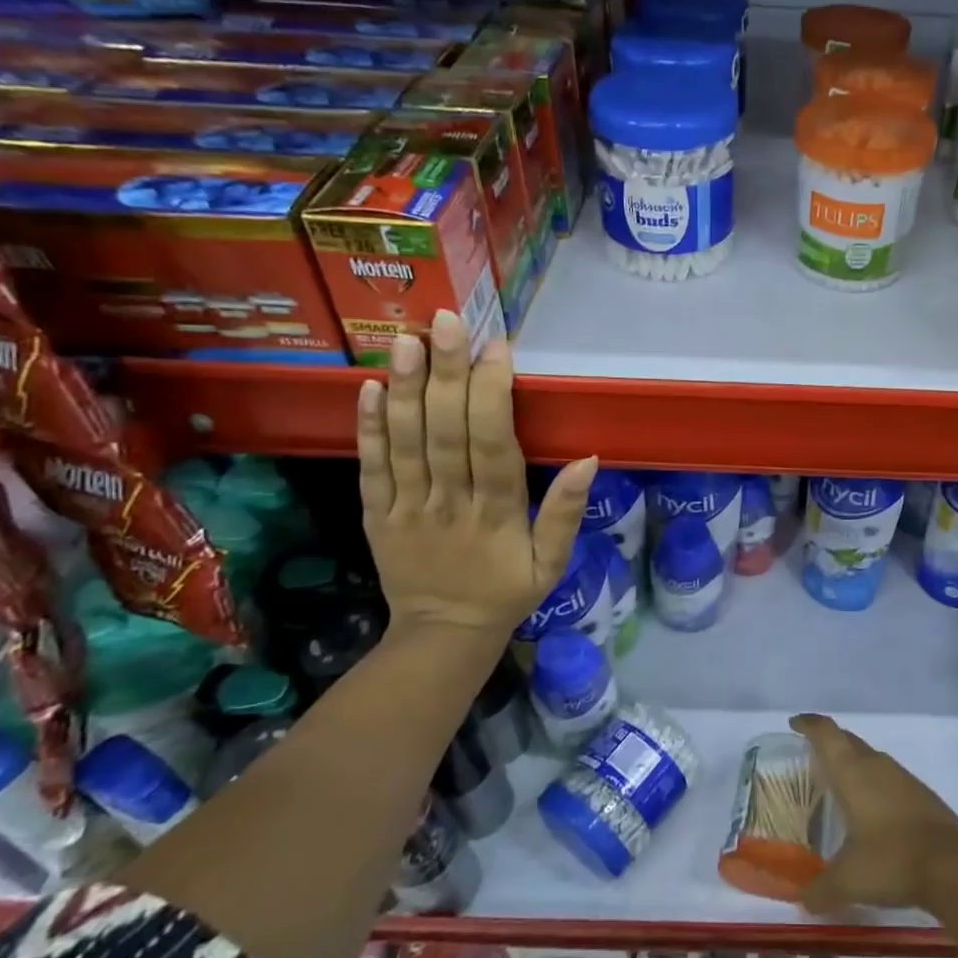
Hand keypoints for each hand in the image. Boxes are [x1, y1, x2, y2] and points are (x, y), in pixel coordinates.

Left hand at [357, 310, 595, 639]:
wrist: (443, 635)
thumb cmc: (507, 592)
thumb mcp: (553, 564)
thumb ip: (566, 513)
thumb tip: (589, 460)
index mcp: (497, 514)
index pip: (493, 444)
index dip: (492, 394)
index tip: (497, 347)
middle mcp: (450, 503)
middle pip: (446, 432)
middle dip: (447, 373)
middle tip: (446, 322)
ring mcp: (408, 508)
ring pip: (406, 442)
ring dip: (404, 389)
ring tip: (404, 341)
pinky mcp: (377, 515)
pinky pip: (371, 468)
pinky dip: (369, 428)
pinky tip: (368, 388)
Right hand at [792, 713, 957, 914]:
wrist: (952, 868)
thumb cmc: (890, 861)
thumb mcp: (848, 881)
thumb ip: (820, 890)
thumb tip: (804, 902)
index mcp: (853, 773)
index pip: (827, 734)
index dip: (809, 724)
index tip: (795, 723)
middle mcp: (877, 766)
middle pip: (849, 740)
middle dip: (830, 741)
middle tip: (813, 755)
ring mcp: (904, 778)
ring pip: (872, 758)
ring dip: (855, 763)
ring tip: (841, 784)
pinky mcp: (923, 795)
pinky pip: (891, 778)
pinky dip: (876, 784)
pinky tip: (874, 810)